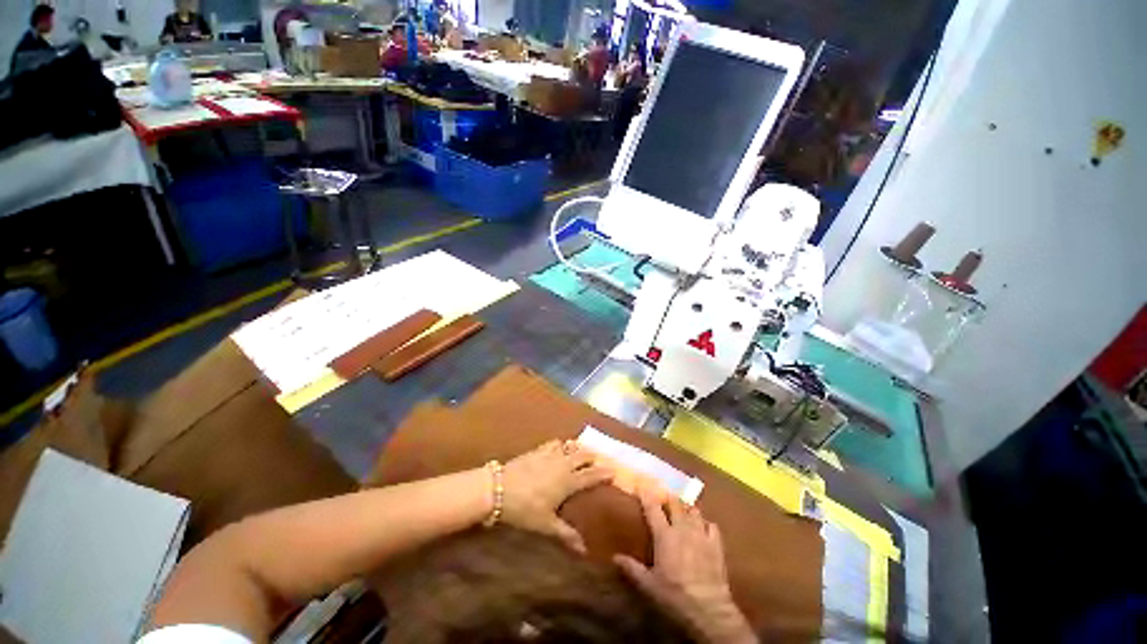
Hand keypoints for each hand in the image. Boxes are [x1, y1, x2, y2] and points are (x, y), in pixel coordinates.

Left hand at [501, 440, 611, 552]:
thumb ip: (566, 534)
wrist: (499, 488)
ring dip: (579, 448)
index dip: (603, 473)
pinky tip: (560, 447)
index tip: (614, 471)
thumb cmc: (524, 508)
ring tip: (583, 452)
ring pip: (571, 446)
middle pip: (583, 455)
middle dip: (594, 457)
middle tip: (600, 460)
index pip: (591, 475)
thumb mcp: (545, 524)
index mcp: (568, 482)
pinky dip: (562, 444)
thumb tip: (584, 550)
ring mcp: (550, 455)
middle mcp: (563, 464)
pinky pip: (555, 443)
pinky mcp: (538, 450)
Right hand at [614, 487, 756, 643]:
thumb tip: (615, 557)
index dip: (647, 494)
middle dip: (669, 497)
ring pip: (694, 511)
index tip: (642, 483)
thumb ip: (632, 568)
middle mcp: (682, 528)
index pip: (653, 508)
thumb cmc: (674, 594)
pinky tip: (703, 527)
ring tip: (683, 509)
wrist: (708, 608)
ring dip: (687, 508)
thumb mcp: (649, 584)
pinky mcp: (716, 544)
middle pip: (675, 503)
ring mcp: (701, 534)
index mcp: (664, 535)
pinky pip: (712, 525)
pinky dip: (706, 523)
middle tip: (664, 494)